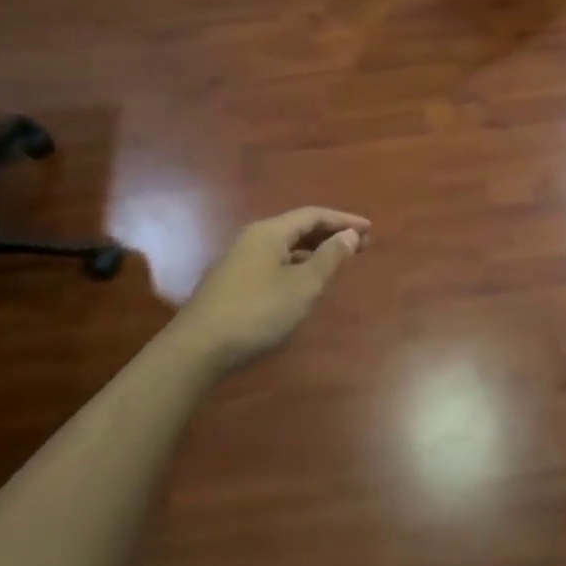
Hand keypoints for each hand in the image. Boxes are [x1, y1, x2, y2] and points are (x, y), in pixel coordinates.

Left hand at [170, 207, 370, 373]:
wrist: (196, 350)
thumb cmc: (257, 313)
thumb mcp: (303, 286)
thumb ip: (329, 258)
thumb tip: (349, 234)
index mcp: (270, 232)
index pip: (313, 215)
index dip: (343, 220)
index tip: (369, 229)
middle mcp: (252, 239)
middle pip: (298, 227)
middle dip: (330, 234)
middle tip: (360, 244)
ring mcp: (239, 261)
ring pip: (285, 247)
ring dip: (313, 250)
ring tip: (337, 261)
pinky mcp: (232, 283)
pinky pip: (274, 262)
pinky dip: (297, 265)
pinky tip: (304, 283)